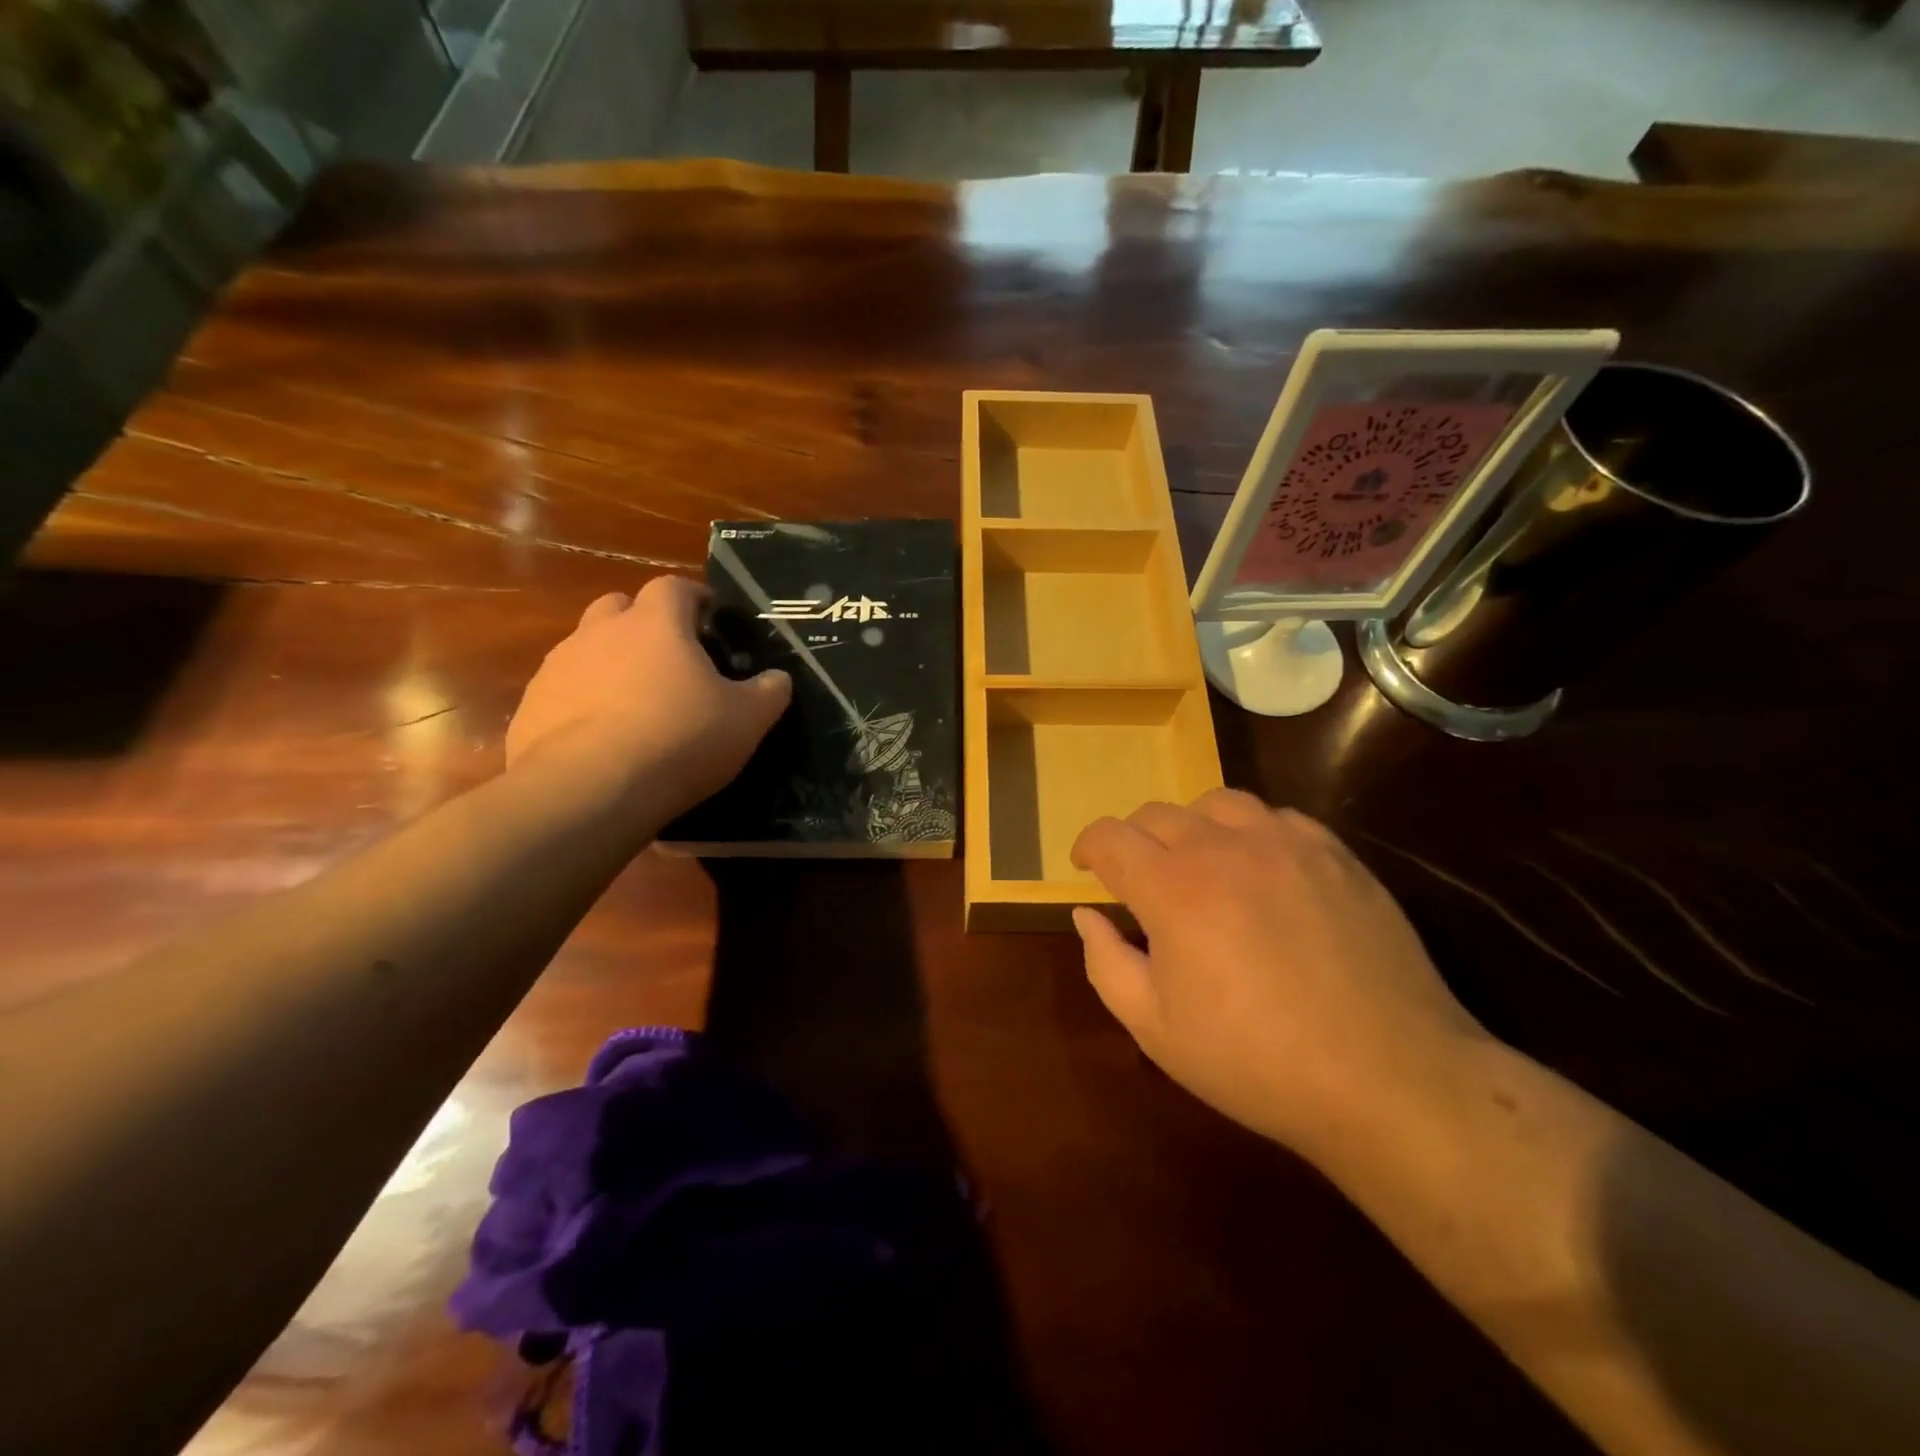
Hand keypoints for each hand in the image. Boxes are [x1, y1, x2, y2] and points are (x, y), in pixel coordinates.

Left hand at [505, 576, 790, 825]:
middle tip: (669, 656)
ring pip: (586, 647)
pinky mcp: (531, 705)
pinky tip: (601, 737)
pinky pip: (562, 690)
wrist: (591, 789)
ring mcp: (558, 667)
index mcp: (656, 623)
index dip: (694, 598)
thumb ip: (768, 692)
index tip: (710, 618)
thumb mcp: (747, 719)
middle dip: (643, 622)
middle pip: (619, 606)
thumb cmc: (680, 739)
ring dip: (609, 661)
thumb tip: (778, 678)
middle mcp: (601, 632)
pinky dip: (582, 701)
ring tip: (634, 701)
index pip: (674, 587)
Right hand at [1069, 790, 1487, 1154]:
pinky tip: (1261, 872)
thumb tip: (1087, 914)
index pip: (1110, 836)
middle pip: (1157, 814)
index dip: (1088, 846)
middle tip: (1140, 880)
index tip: (1086, 867)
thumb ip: (1105, 962)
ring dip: (1192, 827)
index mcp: (1172, 888)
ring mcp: (1285, 843)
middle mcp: (1223, 848)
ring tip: (1199, 865)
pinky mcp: (1334, 853)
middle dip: (1135, 840)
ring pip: (1216, 803)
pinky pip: (1276, 817)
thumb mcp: (1155, 1028)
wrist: (1389, 1078)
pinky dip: (1251, 833)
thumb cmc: (1256, 1061)